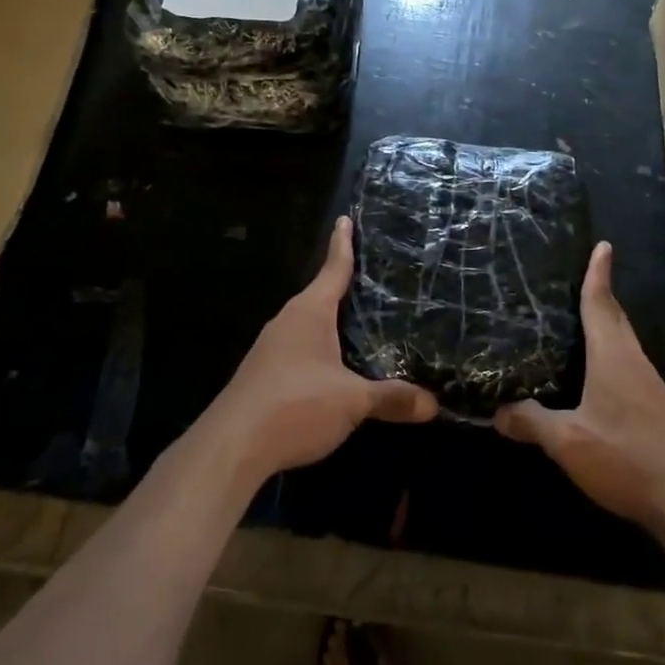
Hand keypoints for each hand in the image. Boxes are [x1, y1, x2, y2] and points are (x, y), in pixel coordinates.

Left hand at [208, 216, 439, 482]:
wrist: (231, 446)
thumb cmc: (295, 405)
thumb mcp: (352, 401)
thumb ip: (392, 398)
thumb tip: (434, 404)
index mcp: (309, 312)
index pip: (333, 269)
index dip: (343, 244)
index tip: (345, 218)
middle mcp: (287, 321)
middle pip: (320, 295)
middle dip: (342, 286)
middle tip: (372, 277)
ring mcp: (271, 348)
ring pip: (308, 325)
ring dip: (330, 322)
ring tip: (358, 322)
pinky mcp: (263, 374)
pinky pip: (298, 349)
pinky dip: (319, 349)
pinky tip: (334, 367)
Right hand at [494, 242, 664, 533]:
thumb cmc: (627, 458)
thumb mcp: (568, 443)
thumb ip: (532, 423)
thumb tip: (497, 412)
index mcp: (613, 357)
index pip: (601, 305)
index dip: (598, 274)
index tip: (603, 245)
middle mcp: (635, 363)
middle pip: (617, 319)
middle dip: (602, 295)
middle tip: (583, 277)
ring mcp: (652, 387)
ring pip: (625, 345)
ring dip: (607, 326)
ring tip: (583, 322)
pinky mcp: (659, 410)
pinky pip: (629, 368)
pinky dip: (612, 357)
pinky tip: (598, 377)